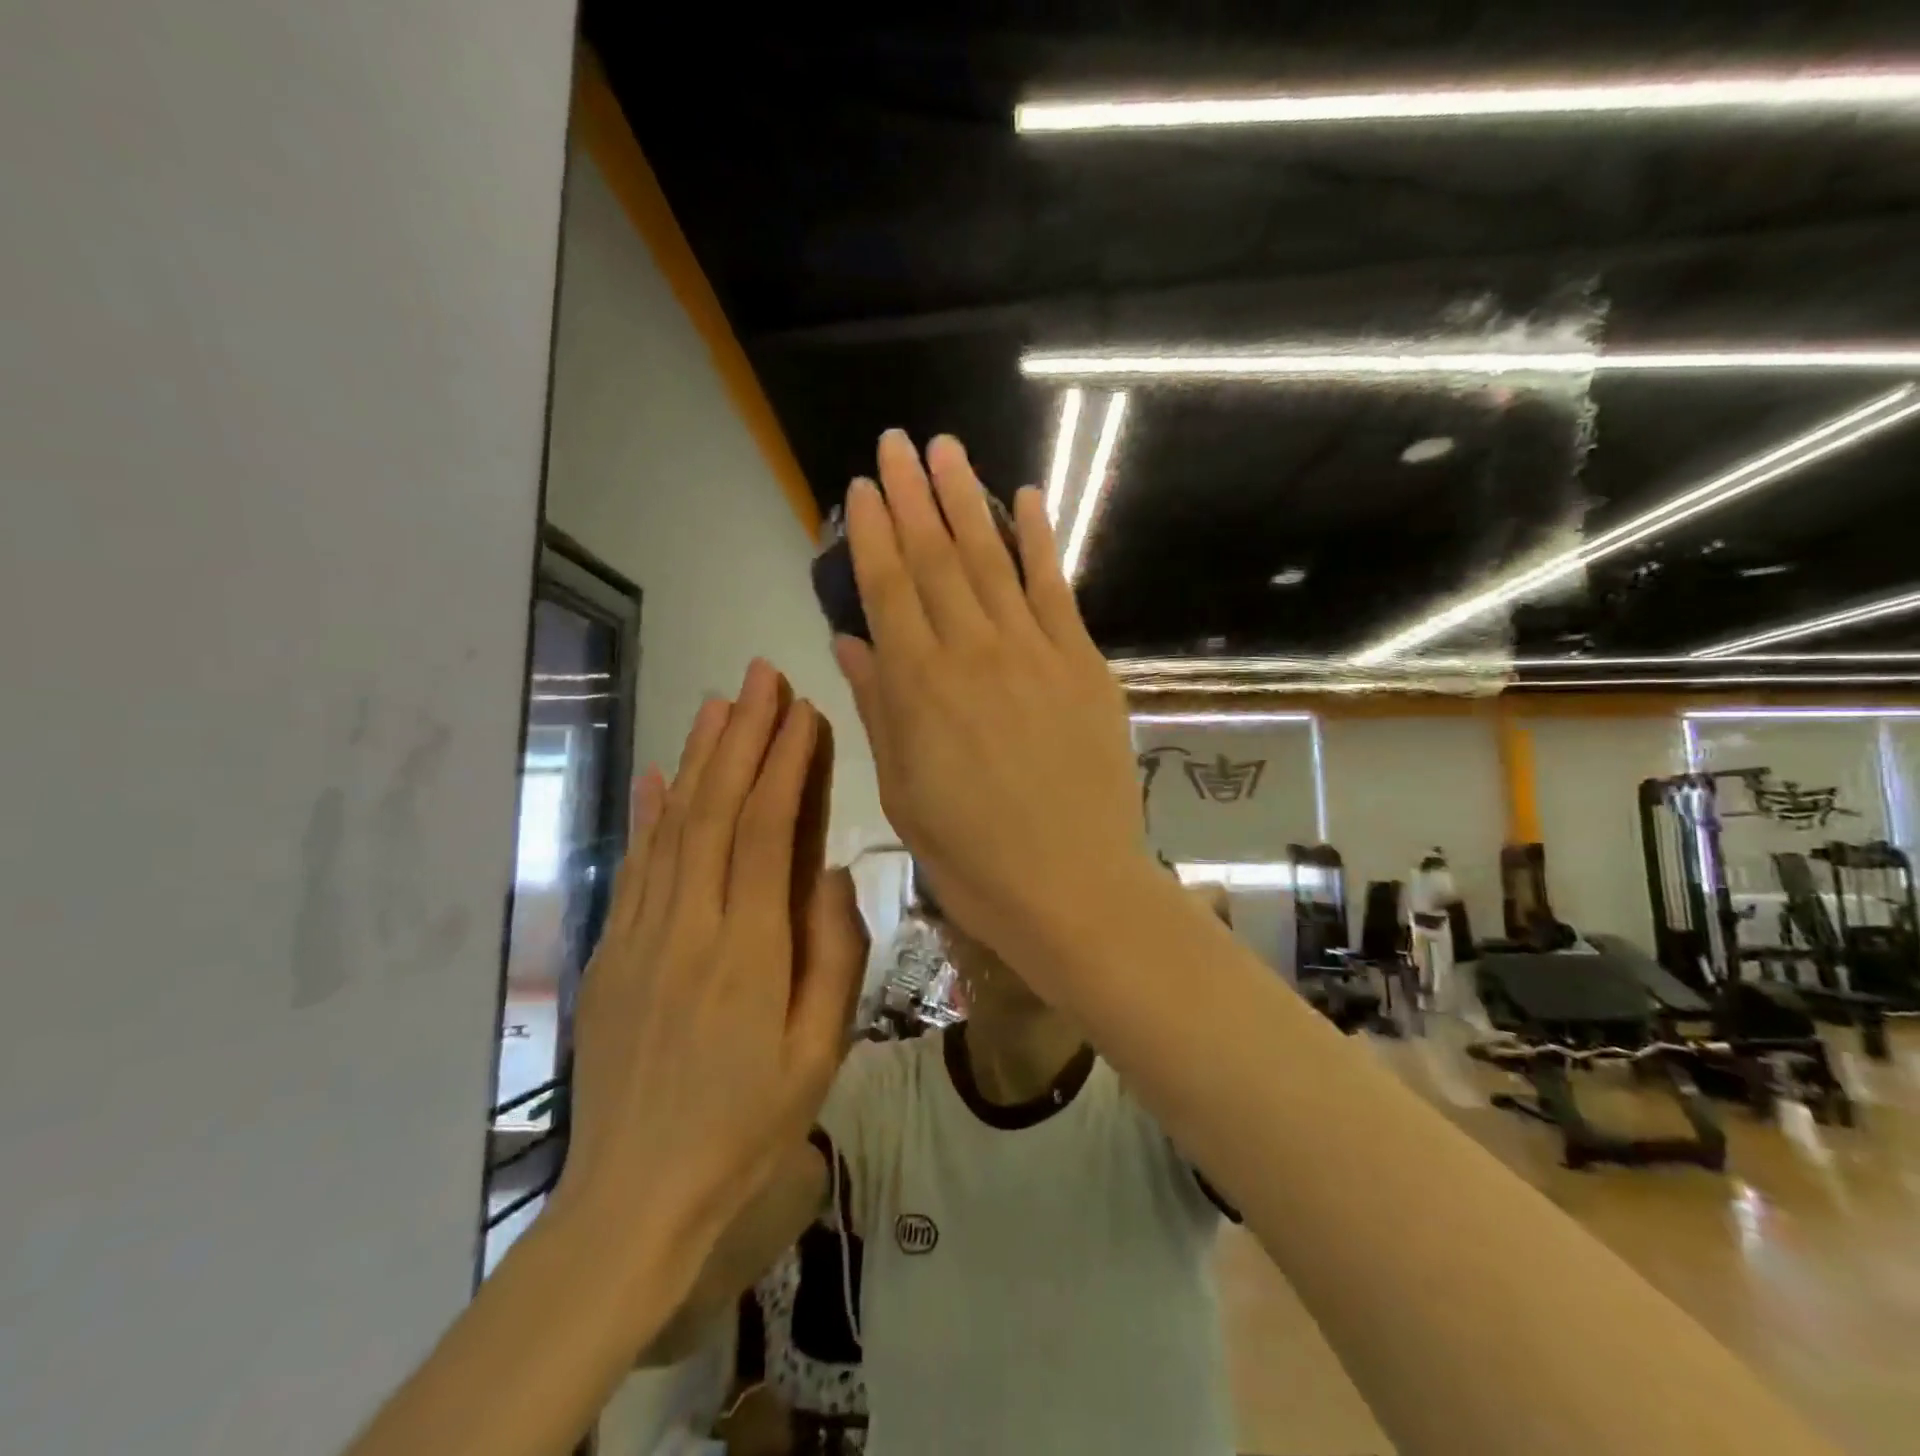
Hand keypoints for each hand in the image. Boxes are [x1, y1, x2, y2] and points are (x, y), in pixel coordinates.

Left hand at [558, 661, 866, 1257]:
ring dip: (698, 758)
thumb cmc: (745, 1126)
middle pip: (715, 809)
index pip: (766, 829)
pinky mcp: (612, 952)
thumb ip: (833, 955)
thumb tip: (832, 873)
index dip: (783, 762)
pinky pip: (634, 866)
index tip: (800, 710)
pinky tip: (659, 775)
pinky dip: (649, 814)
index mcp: (748, 949)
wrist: (635, 1195)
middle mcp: (690, 924)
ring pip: (673, 825)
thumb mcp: (818, 1052)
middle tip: (760, 676)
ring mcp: (641, 934)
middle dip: (741, 735)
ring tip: (718, 704)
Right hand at [831, 429, 1151, 978]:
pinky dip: (1039, 540)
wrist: (1072, 886)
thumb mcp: (904, 791)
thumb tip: (850, 642)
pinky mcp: (1083, 664)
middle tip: (896, 442)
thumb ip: (878, 708)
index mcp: (918, 688)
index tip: (859, 488)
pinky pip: (1056, 589)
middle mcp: (972, 653)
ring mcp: (1034, 653)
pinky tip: (1025, 499)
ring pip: (992, 560)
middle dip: (912, 496)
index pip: (888, 590)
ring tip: (947, 450)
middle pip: (936, 559)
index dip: (870, 534)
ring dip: (966, 500)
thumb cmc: (972, 855)